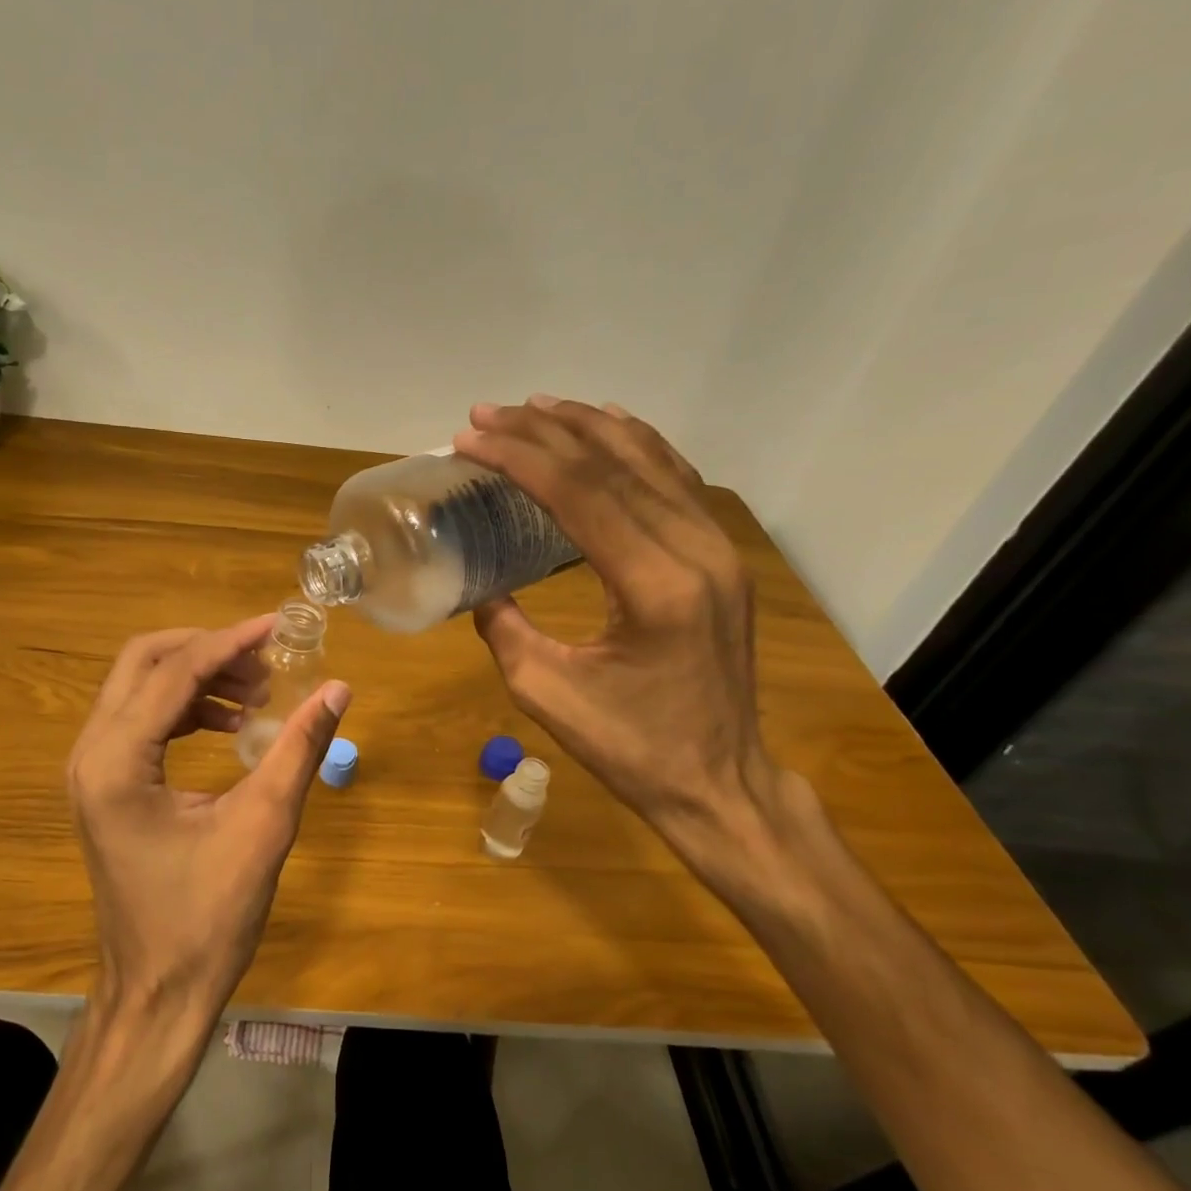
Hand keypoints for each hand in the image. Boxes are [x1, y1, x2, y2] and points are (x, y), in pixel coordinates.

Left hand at [67, 617, 351, 1029]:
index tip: (279, 625)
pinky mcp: (105, 786)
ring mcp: (91, 770)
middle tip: (263, 661)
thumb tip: (337, 689)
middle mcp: (91, 754)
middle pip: (143, 662)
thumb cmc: (207, 920)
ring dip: (197, 677)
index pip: (175, 673)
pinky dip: (186, 707)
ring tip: (257, 695)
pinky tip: (231, 726)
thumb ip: (298, 750)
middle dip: (206, 650)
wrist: (156, 994)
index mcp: (117, 762)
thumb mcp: (262, 827)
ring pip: (140, 686)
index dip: (231, 642)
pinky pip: (142, 719)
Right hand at [454, 397, 784, 895]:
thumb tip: (478, 585)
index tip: (469, 439)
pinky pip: (677, 481)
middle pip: (612, 466)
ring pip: (650, 461)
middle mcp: (696, 552)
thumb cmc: (631, 749)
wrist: (719, 782)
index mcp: (654, 587)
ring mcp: (718, 550)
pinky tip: (609, 424)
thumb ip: (503, 628)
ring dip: (587, 427)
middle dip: (542, 432)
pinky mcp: (721, 557)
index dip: (519, 458)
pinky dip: (637, 444)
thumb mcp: (545, 694)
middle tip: (485, 415)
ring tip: (534, 407)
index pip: (579, 495)